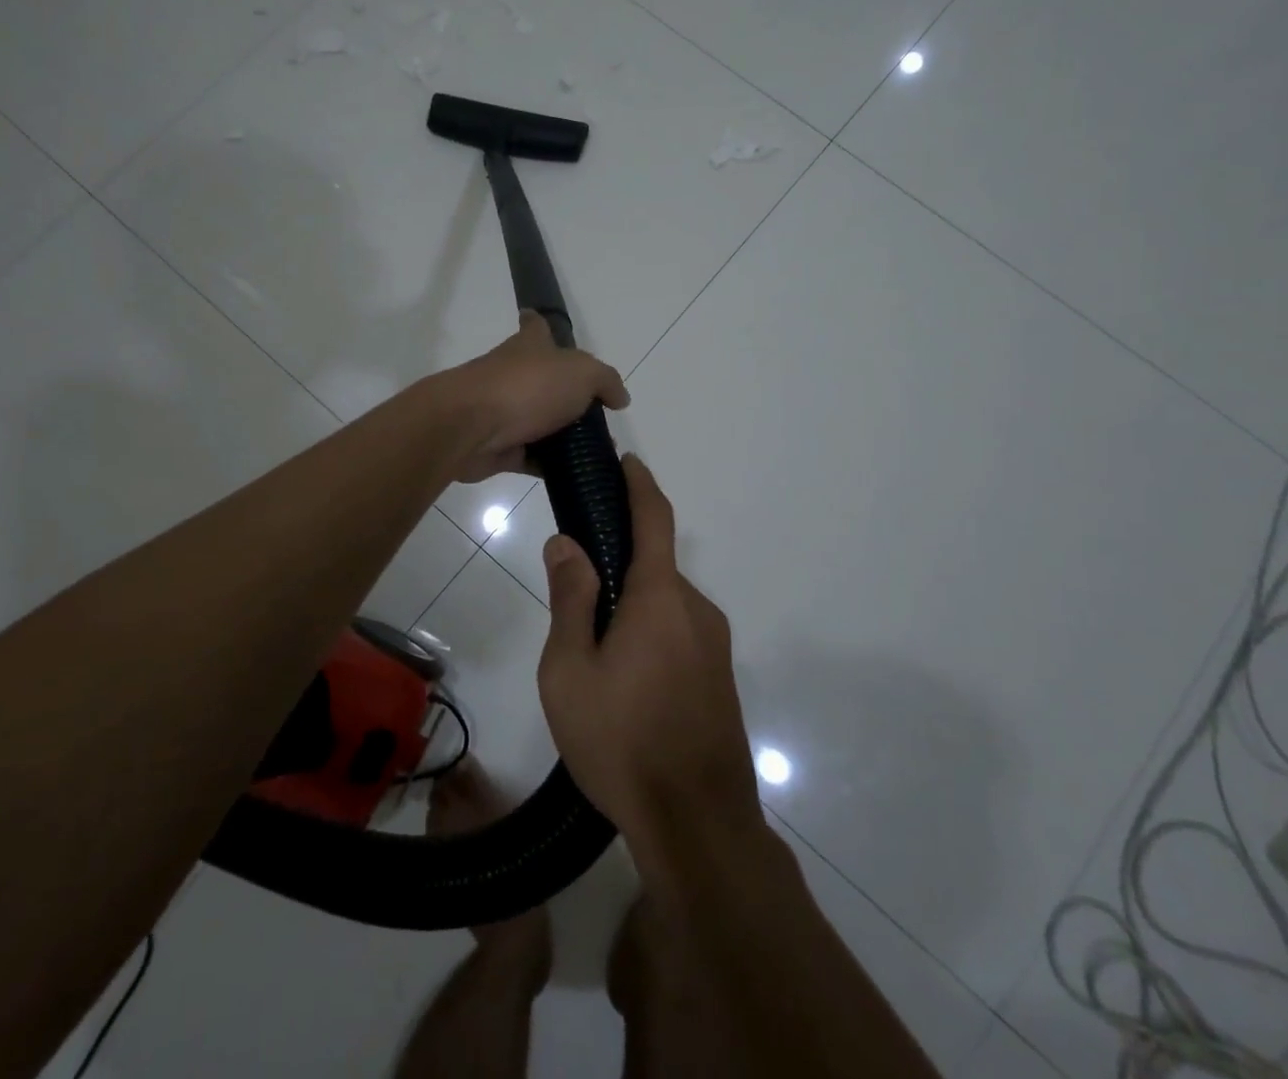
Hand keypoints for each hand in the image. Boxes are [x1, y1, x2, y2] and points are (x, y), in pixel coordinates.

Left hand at [436, 312, 628, 483]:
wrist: (470, 426)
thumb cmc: (527, 387)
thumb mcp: (582, 373)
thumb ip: (606, 381)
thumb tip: (619, 398)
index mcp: (530, 347)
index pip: (535, 326)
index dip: (541, 323)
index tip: (546, 326)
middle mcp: (514, 374)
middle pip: (544, 380)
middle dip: (568, 395)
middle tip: (600, 415)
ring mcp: (504, 411)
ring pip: (540, 422)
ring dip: (564, 436)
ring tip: (598, 450)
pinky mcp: (500, 447)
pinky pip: (532, 457)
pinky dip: (551, 466)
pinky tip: (577, 474)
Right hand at [536, 456, 763, 884]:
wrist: (699, 825)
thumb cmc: (622, 741)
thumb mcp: (571, 671)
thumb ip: (570, 600)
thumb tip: (567, 543)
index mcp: (660, 597)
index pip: (654, 518)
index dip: (640, 484)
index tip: (627, 462)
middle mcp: (696, 609)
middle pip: (654, 566)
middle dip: (618, 567)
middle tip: (574, 603)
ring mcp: (715, 645)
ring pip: (665, 605)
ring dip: (632, 609)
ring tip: (593, 658)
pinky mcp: (720, 677)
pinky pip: (680, 634)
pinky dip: (651, 634)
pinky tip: (626, 685)